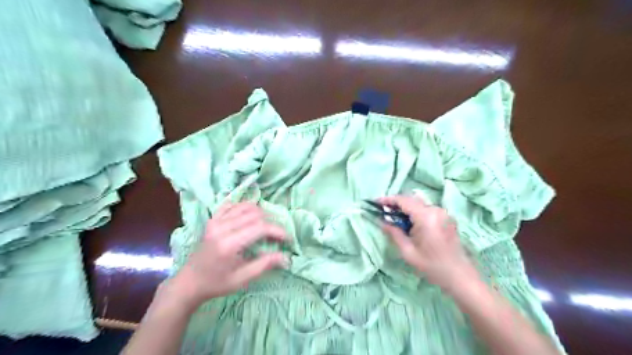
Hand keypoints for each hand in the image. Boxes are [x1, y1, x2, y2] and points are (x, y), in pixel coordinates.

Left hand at [164, 203, 287, 310]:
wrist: (189, 282)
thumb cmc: (216, 283)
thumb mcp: (242, 279)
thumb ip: (265, 265)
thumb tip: (286, 257)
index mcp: (229, 244)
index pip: (260, 228)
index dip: (278, 230)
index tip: (288, 238)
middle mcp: (222, 227)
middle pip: (255, 215)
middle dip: (272, 222)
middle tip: (279, 235)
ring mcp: (215, 221)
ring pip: (245, 206)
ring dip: (261, 213)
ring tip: (267, 226)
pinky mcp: (212, 219)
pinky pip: (232, 205)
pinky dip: (245, 207)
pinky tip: (250, 216)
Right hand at [380, 194, 479, 293]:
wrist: (460, 277)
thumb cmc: (432, 267)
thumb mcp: (408, 252)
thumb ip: (394, 233)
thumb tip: (381, 221)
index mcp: (426, 217)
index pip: (403, 200)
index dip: (388, 200)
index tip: (375, 202)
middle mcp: (436, 210)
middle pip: (412, 199)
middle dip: (396, 203)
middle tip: (383, 211)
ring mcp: (444, 213)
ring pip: (419, 204)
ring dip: (406, 208)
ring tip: (395, 219)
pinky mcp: (447, 218)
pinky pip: (427, 209)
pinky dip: (416, 212)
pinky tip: (410, 224)